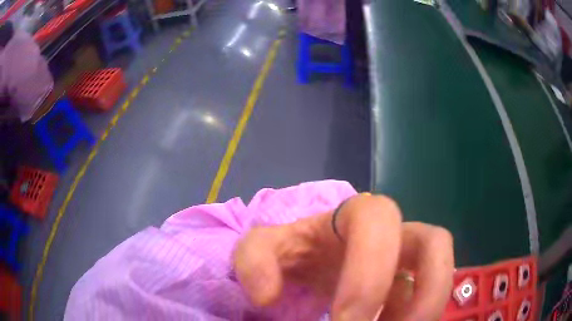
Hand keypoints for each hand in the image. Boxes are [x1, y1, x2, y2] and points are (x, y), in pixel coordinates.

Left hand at [233, 194, 454, 320]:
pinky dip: (417, 318)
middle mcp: (395, 234)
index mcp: (358, 217)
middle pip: (435, 244)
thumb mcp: (263, 248)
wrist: (311, 261)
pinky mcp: (412, 285)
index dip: (371, 275)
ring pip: (442, 275)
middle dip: (422, 296)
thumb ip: (254, 260)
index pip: (380, 222)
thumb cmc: (292, 251)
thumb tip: (266, 297)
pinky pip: (429, 299)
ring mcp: (409, 262)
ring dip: (425, 311)